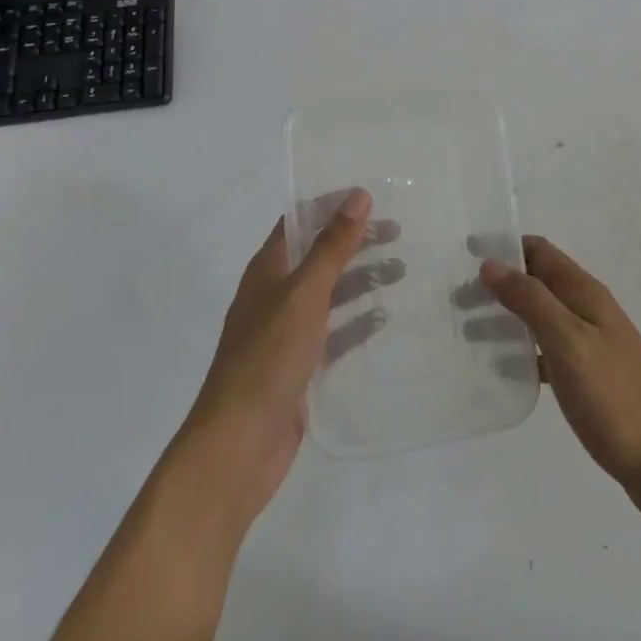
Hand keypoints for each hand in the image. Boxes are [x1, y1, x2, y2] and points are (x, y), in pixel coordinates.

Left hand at [170, 189, 397, 526]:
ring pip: (329, 294)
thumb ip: (332, 247)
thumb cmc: (268, 357)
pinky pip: (332, 334)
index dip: (332, 207)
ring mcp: (285, 333)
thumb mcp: (304, 294)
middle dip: (355, 243)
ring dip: (361, 280)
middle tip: (399, 234)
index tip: (373, 198)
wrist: (238, 444)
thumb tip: (358, 196)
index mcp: (267, 270)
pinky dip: (356, 323)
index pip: (300, 222)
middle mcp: (274, 295)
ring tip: (402, 271)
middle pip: (318, 256)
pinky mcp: (299, 367)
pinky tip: (385, 319)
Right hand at [481, 236, 640, 497]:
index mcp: (585, 293)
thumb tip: (491, 264)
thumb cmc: (613, 397)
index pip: (540, 251)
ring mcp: (590, 342)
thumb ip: (531, 300)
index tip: (465, 253)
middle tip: (457, 298)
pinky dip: (521, 348)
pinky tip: (500, 366)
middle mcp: (588, 309)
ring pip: (539, 314)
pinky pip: (546, 347)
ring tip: (467, 328)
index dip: (504, 246)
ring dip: (505, 314)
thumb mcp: (568, 342)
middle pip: (537, 280)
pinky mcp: (588, 374)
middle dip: (498, 282)